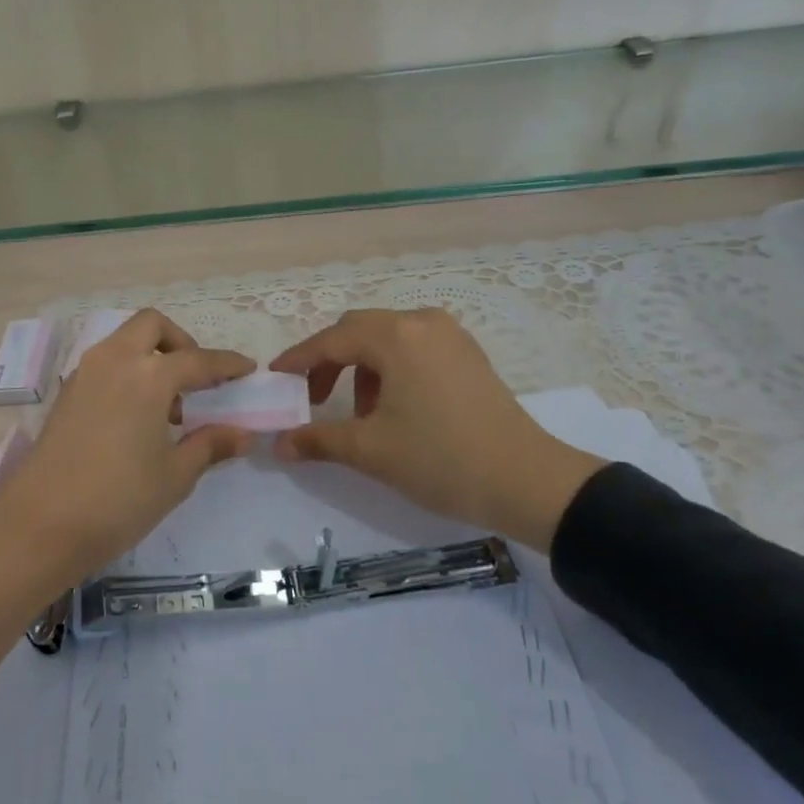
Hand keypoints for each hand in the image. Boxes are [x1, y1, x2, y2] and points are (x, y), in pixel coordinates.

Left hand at [0, 309, 254, 588]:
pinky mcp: (67, 393)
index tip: (247, 369)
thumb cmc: (118, 500)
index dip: (226, 364)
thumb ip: (209, 445)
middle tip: (197, 379)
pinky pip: (105, 363)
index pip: (198, 360)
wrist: (40, 525)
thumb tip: (242, 434)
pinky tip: (135, 417)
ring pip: (124, 341)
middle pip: (152, 326)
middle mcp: (115, 361)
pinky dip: (127, 372)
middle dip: (180, 342)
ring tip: (167, 407)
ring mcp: (85, 374)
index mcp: (148, 376)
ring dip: (151, 356)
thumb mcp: (174, 476)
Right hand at [269, 308, 603, 550]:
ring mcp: (449, 335)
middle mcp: (421, 322)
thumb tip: (279, 444)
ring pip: (387, 339)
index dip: (299, 359)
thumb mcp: (371, 451)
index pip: (332, 340)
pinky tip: (394, 406)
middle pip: (359, 331)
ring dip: (362, 367)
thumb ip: (318, 439)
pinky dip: (391, 368)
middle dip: (329, 361)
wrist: (527, 481)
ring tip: (360, 413)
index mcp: (396, 337)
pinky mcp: (467, 353)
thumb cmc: (441, 459)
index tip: (275, 378)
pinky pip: (413, 347)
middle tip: (313, 398)